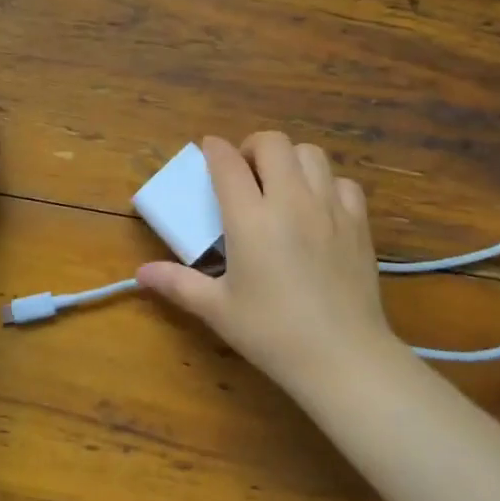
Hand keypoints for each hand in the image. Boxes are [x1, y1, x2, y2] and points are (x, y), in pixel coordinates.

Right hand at [136, 133, 406, 394]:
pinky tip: (318, 207)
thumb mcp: (218, 309)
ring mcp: (329, 207)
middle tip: (245, 172)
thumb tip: (140, 273)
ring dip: (290, 159)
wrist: (343, 357)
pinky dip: (327, 184)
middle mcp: (290, 200)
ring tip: (281, 184)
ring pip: (310, 153)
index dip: (214, 149)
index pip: (228, 162)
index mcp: (250, 218)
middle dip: (253, 147)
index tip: (208, 150)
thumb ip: (178, 284)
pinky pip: (343, 182)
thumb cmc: (273, 334)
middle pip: (273, 142)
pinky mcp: (358, 222)